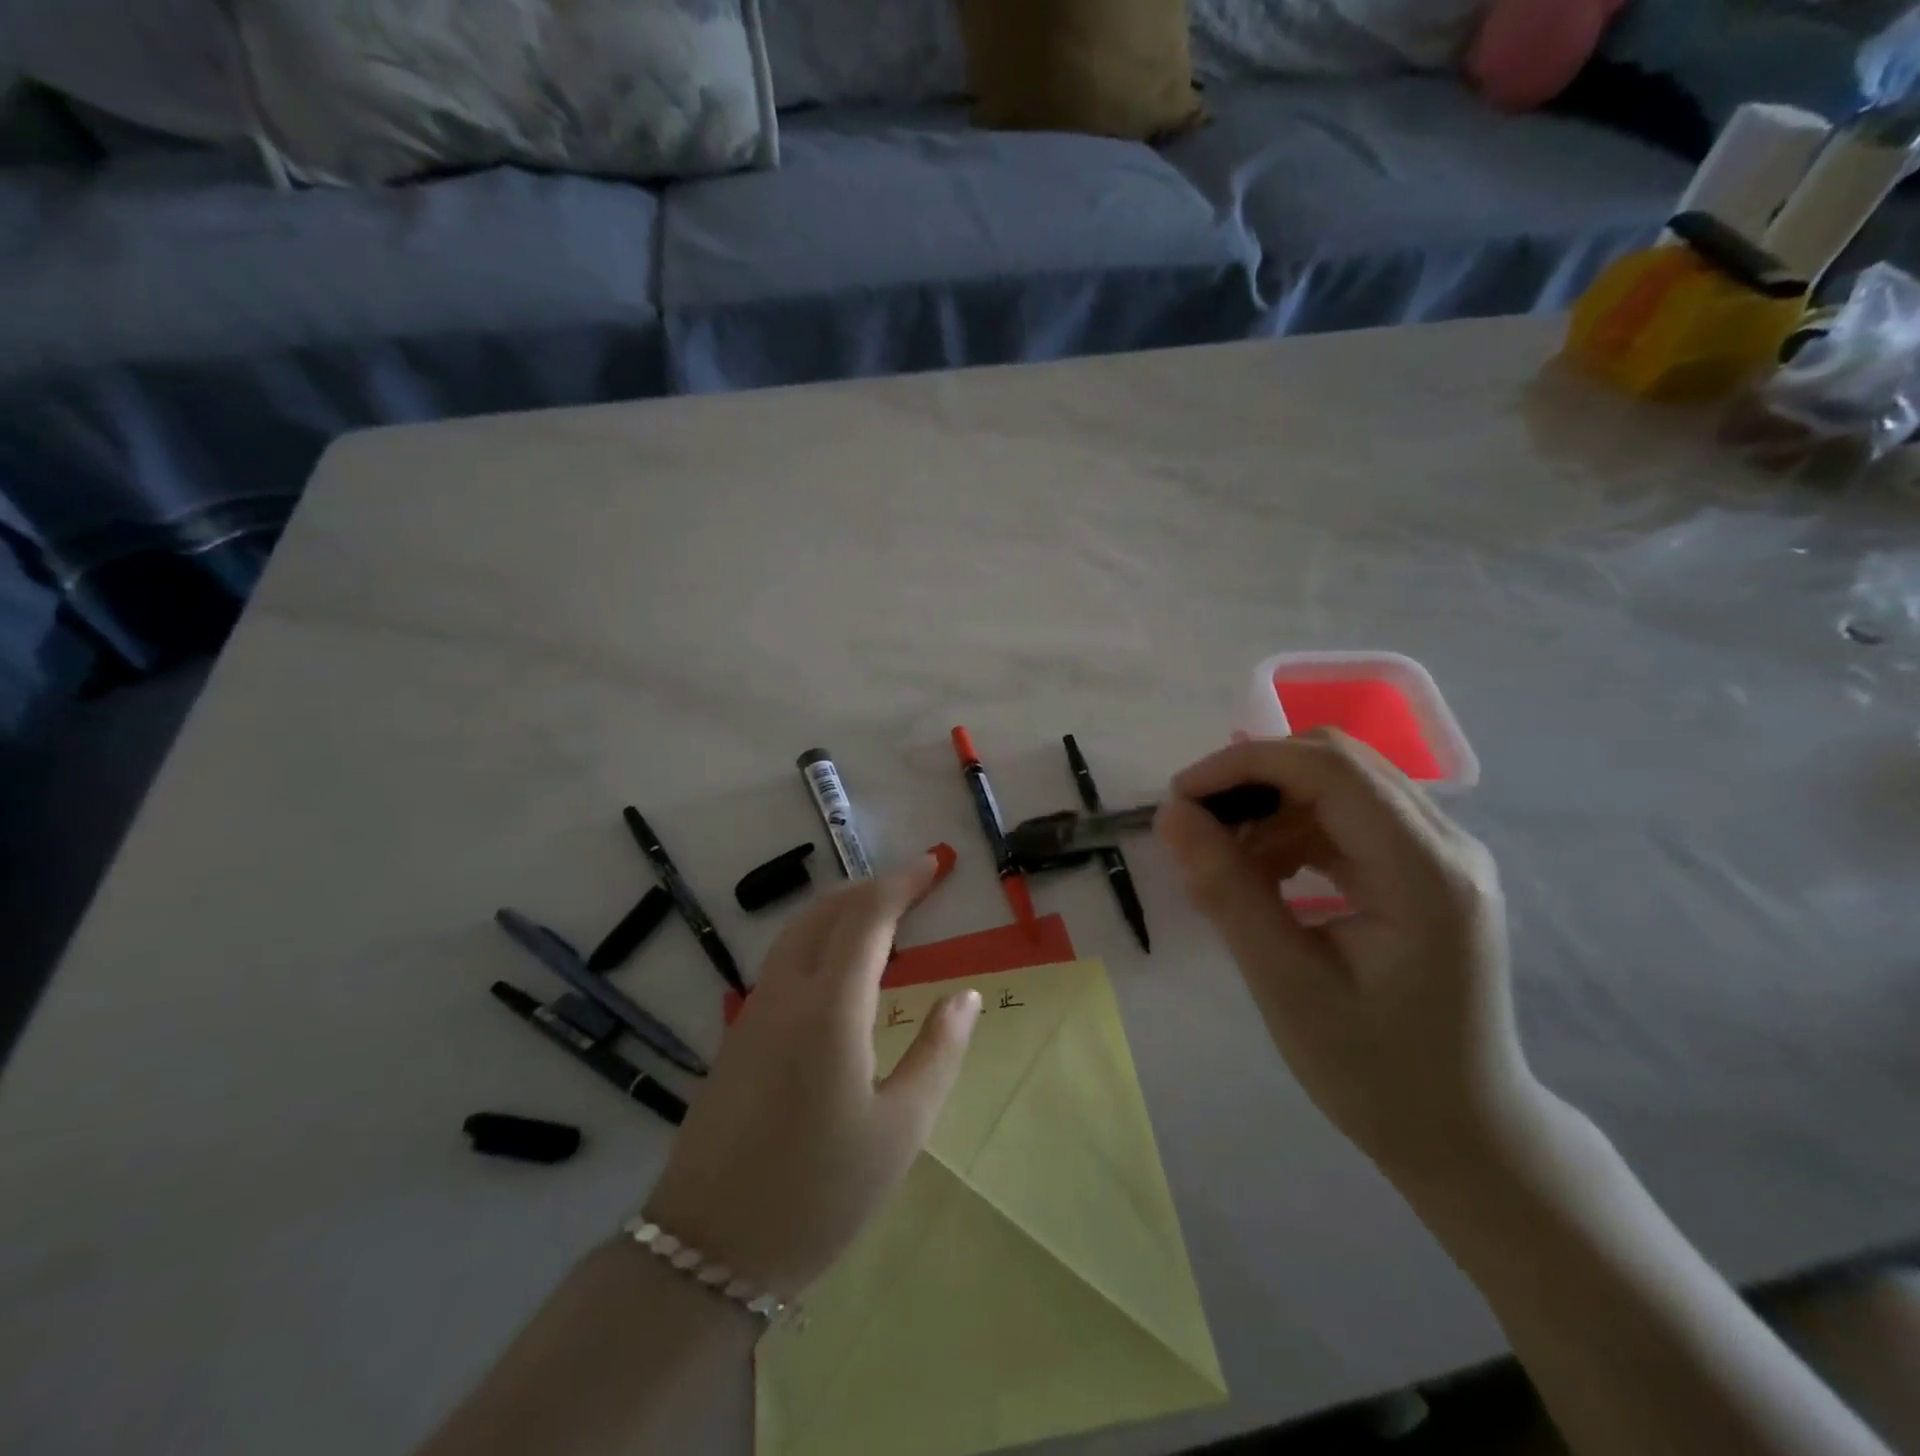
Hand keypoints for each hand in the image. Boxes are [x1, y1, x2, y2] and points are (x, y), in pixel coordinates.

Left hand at [642, 855, 980, 1297]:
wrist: (707, 1250)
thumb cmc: (818, 1193)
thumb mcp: (900, 1130)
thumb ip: (937, 1053)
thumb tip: (965, 996)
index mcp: (831, 1007)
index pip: (868, 917)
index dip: (903, 884)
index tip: (935, 865)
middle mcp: (787, 993)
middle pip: (827, 911)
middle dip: (872, 886)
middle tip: (915, 884)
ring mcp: (755, 1012)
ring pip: (798, 931)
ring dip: (841, 907)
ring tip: (882, 913)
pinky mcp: (739, 1035)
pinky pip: (783, 959)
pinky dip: (818, 936)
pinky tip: (838, 965)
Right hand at [1157, 730, 1545, 1184]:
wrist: (1465, 1134)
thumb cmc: (1375, 1073)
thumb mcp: (1286, 985)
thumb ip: (1229, 890)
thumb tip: (1172, 815)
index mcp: (1426, 873)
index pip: (1331, 770)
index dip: (1245, 766)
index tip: (1179, 799)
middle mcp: (1447, 845)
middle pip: (1337, 762)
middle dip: (1253, 781)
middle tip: (1195, 829)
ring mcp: (1443, 854)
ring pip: (1338, 785)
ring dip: (1269, 809)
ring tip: (1223, 868)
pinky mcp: (1427, 869)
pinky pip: (1348, 818)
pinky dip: (1292, 832)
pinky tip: (1263, 878)